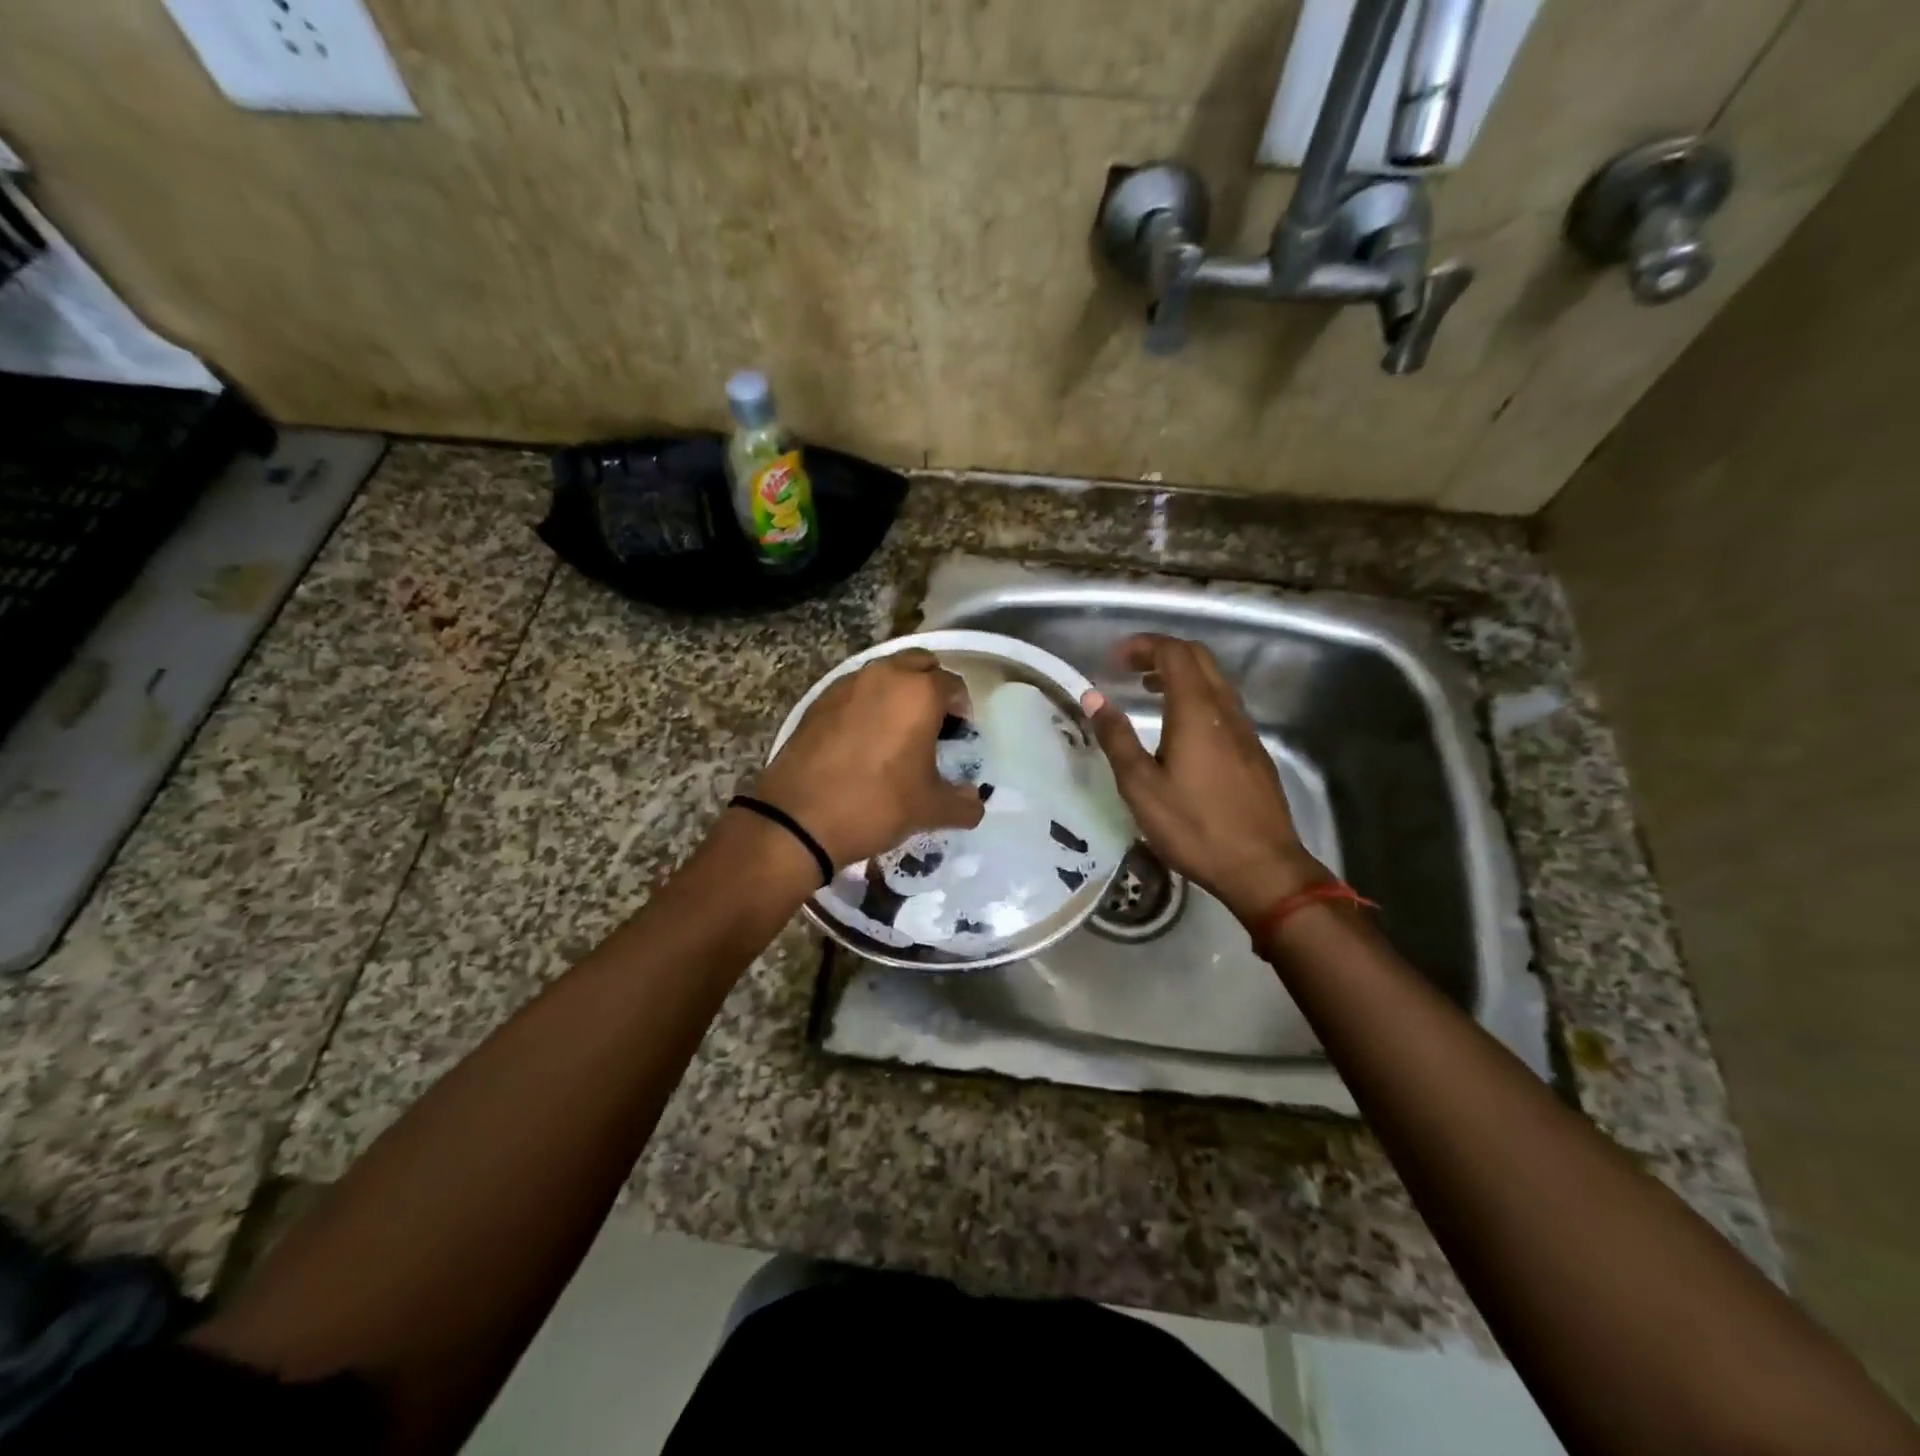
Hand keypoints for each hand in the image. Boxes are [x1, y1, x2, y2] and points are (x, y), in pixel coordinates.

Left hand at [751, 649, 984, 868]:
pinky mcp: (818, 701)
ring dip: (897, 691)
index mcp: (919, 692)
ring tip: (898, 730)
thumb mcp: (930, 809)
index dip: (962, 708)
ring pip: (884, 673)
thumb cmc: (876, 805)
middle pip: (919, 664)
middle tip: (933, 723)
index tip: (960, 735)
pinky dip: (867, 703)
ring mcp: (846, 684)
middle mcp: (884, 675)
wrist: (798, 819)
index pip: (953, 684)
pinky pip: (854, 690)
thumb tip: (976, 803)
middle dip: (931, 686)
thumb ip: (963, 804)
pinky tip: (864, 739)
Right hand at [1083, 634, 1325, 923]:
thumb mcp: (1141, 786)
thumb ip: (1116, 737)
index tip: (1115, 658)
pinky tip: (1179, 729)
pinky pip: (1223, 705)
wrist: (1262, 867)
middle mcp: (1225, 710)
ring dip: (1180, 675)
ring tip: (1148, 692)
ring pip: (1214, 681)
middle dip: (1162, 653)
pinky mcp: (1253, 751)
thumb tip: (1093, 697)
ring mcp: (1245, 730)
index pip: (1174, 653)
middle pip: (1198, 659)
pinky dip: (1196, 697)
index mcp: (1196, 711)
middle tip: (1129, 668)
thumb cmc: (1194, 827)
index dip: (1144, 645)